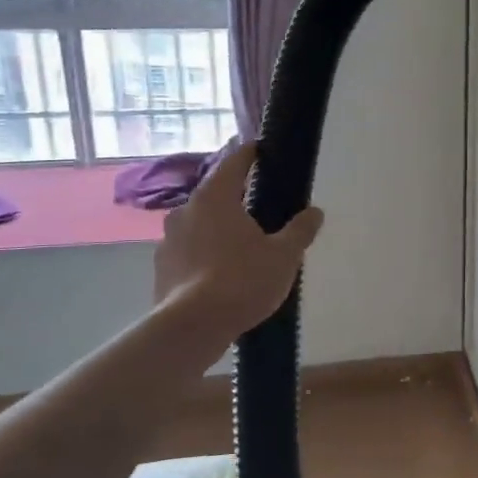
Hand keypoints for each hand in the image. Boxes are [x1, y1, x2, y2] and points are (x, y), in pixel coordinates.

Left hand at [154, 142, 323, 334]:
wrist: (193, 327)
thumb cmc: (243, 280)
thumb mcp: (284, 255)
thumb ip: (300, 230)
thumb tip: (315, 212)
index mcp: (215, 198)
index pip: (234, 162)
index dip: (250, 154)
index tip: (261, 150)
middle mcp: (186, 211)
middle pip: (215, 195)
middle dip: (236, 198)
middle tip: (260, 208)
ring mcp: (168, 240)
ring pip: (200, 225)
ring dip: (219, 229)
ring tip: (242, 246)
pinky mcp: (162, 268)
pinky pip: (189, 252)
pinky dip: (205, 255)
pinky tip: (222, 273)